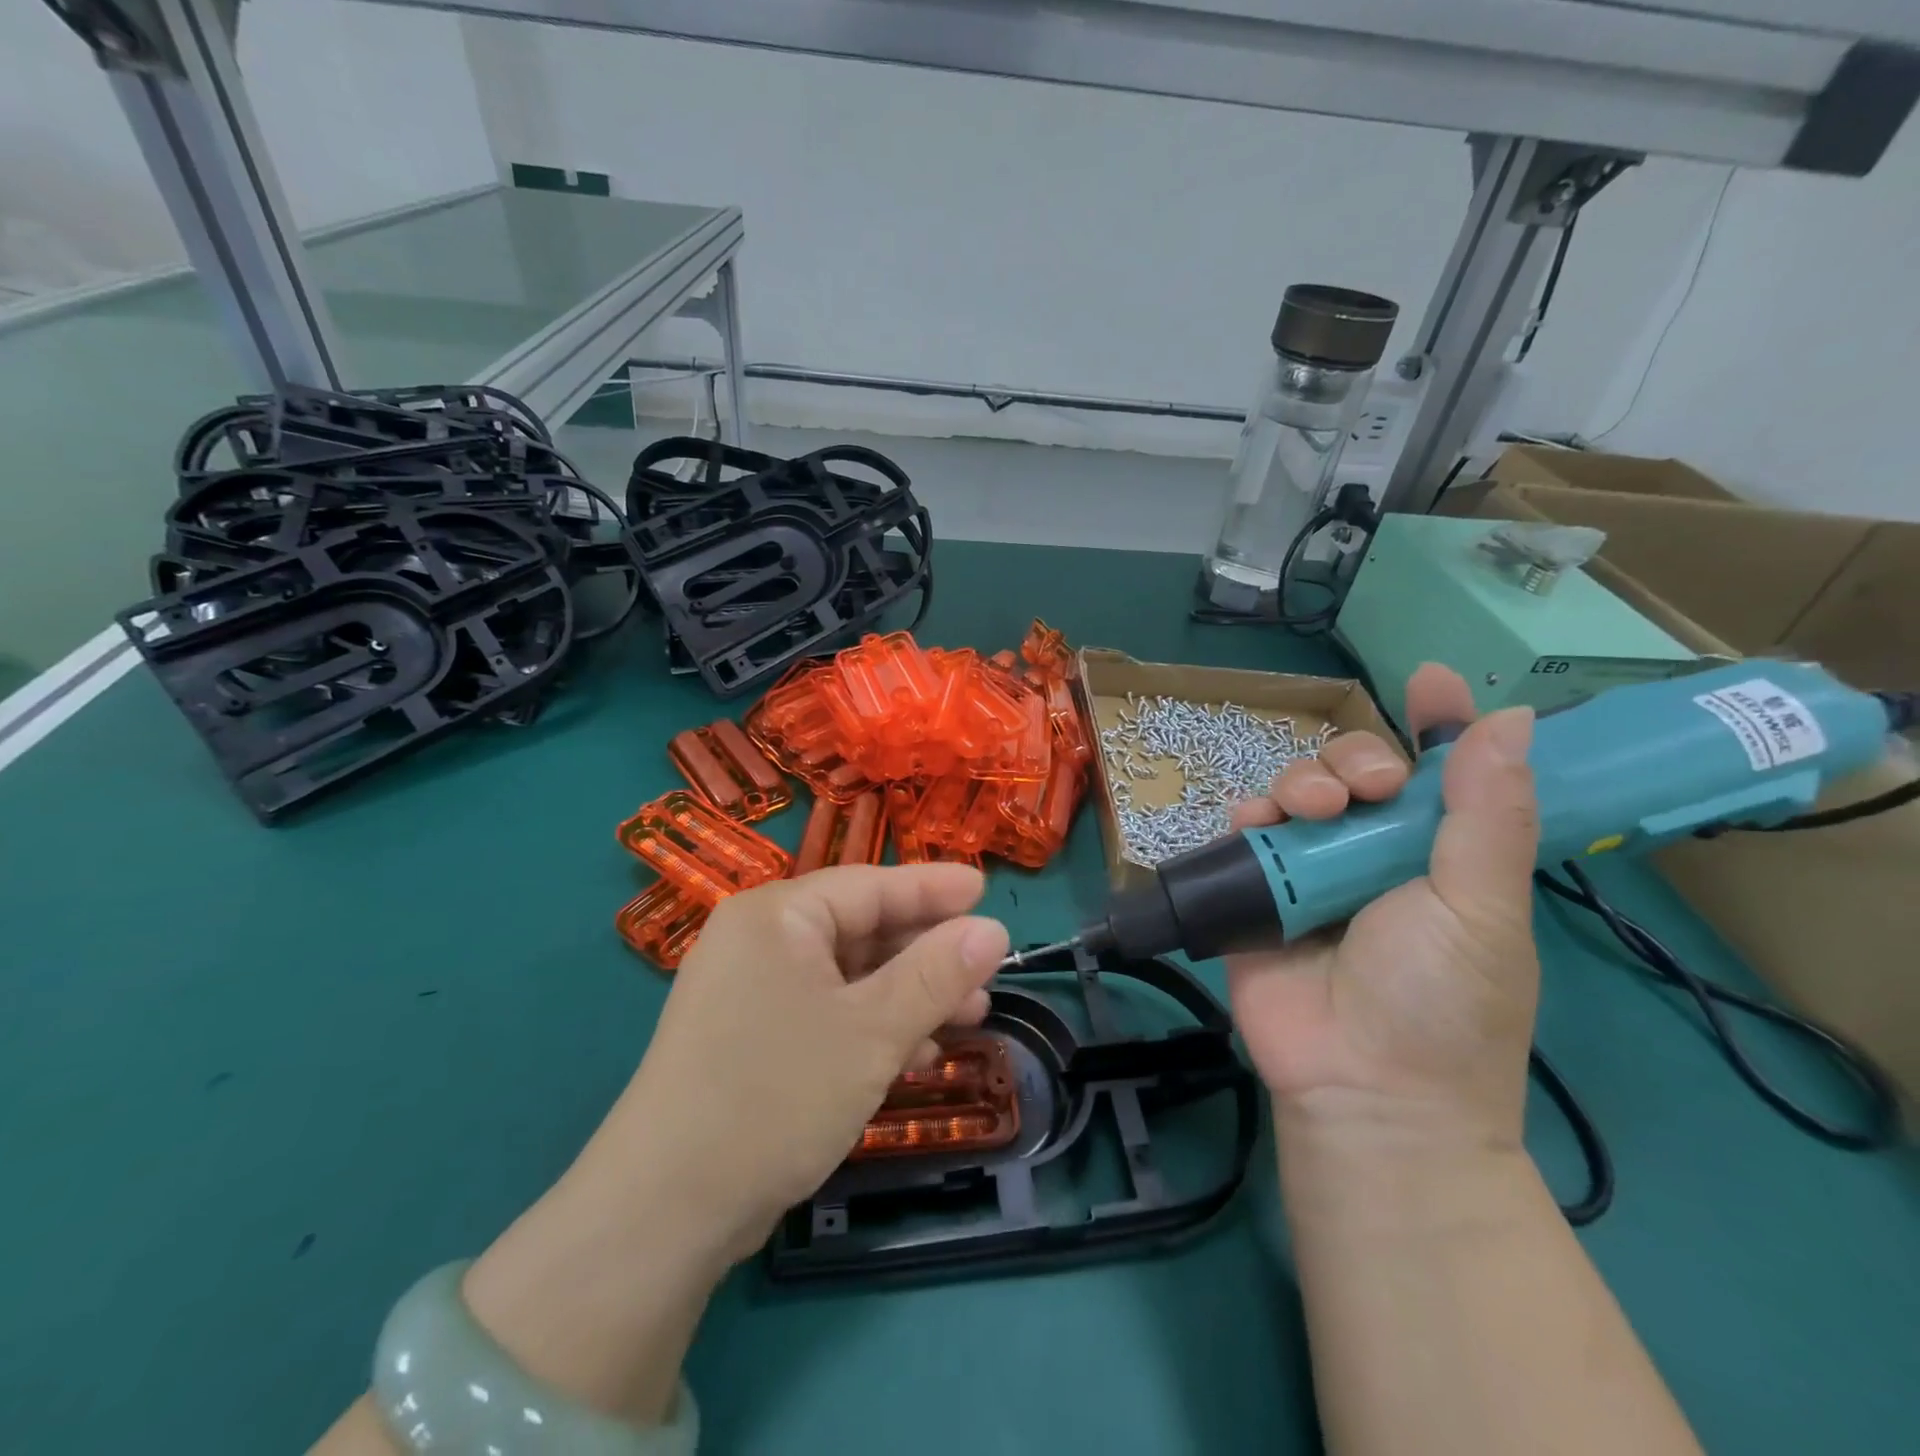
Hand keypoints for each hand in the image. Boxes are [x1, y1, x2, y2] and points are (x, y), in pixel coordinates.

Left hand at [615, 863, 1009, 1260]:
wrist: (663, 1213)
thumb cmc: (775, 1096)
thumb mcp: (872, 1031)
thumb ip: (937, 974)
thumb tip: (994, 927)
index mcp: (777, 916)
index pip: (871, 886)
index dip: (934, 888)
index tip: (987, 889)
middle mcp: (759, 941)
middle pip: (861, 928)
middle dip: (927, 951)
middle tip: (987, 968)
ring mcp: (751, 991)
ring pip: (848, 976)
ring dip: (908, 993)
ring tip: (970, 1014)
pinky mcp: (751, 1038)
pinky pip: (827, 1011)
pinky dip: (873, 1025)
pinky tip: (918, 1053)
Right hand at [1227, 663, 1539, 1150]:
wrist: (1362, 1090)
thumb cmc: (1441, 1002)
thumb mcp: (1481, 908)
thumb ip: (1488, 815)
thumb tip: (1514, 719)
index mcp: (1440, 856)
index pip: (1442, 775)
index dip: (1438, 725)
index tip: (1430, 681)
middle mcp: (1373, 855)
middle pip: (1358, 773)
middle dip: (1357, 759)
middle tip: (1365, 786)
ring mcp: (1310, 873)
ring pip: (1297, 794)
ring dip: (1300, 781)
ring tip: (1307, 809)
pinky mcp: (1257, 892)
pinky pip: (1245, 834)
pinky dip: (1246, 816)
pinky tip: (1254, 822)